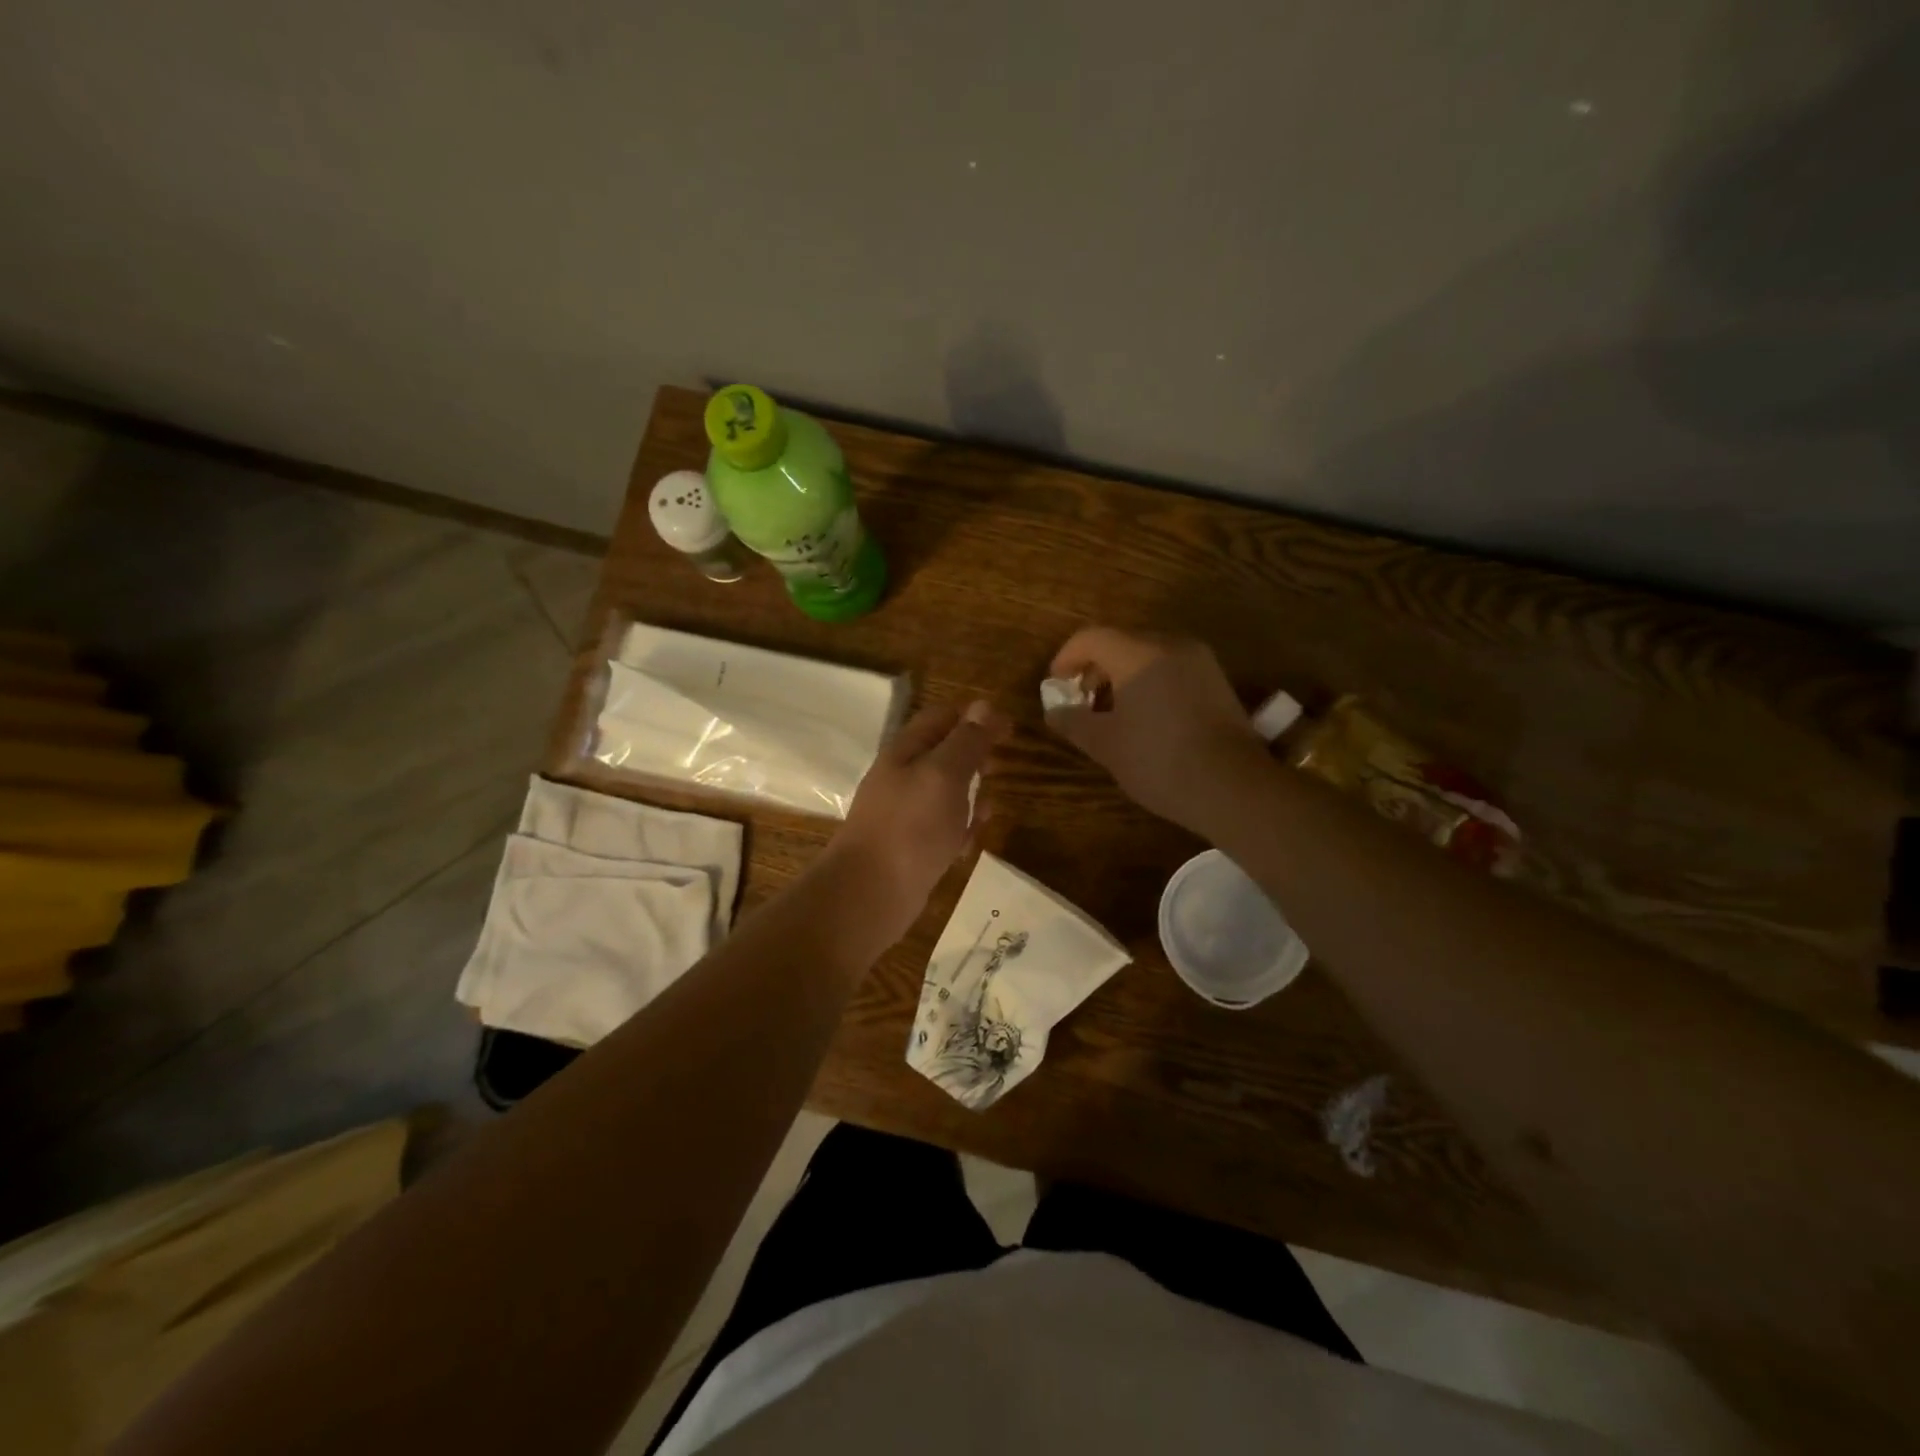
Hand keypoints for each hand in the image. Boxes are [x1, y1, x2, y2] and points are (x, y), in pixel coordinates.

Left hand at [826, 699, 1009, 944]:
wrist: (870, 893)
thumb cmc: (911, 827)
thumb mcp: (944, 775)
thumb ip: (966, 741)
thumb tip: (984, 706)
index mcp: (906, 751)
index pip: (942, 717)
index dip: (976, 718)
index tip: (1010, 730)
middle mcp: (903, 777)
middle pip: (944, 754)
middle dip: (975, 758)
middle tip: (1000, 768)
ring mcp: (905, 813)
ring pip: (946, 794)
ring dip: (971, 797)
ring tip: (988, 811)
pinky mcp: (911, 846)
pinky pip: (942, 828)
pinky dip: (959, 831)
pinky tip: (968, 846)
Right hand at [1045, 627, 1265, 833]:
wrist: (1233, 787)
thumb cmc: (1158, 761)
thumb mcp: (1105, 745)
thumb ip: (1073, 722)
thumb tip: (1055, 711)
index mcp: (1138, 654)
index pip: (1091, 638)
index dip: (1066, 658)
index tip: (1055, 686)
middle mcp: (1171, 645)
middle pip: (1121, 642)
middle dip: (1095, 669)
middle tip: (1081, 702)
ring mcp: (1200, 661)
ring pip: (1148, 655)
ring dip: (1123, 676)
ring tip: (1112, 713)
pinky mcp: (1217, 681)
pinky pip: (1172, 669)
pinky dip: (1150, 683)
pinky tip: (1145, 718)